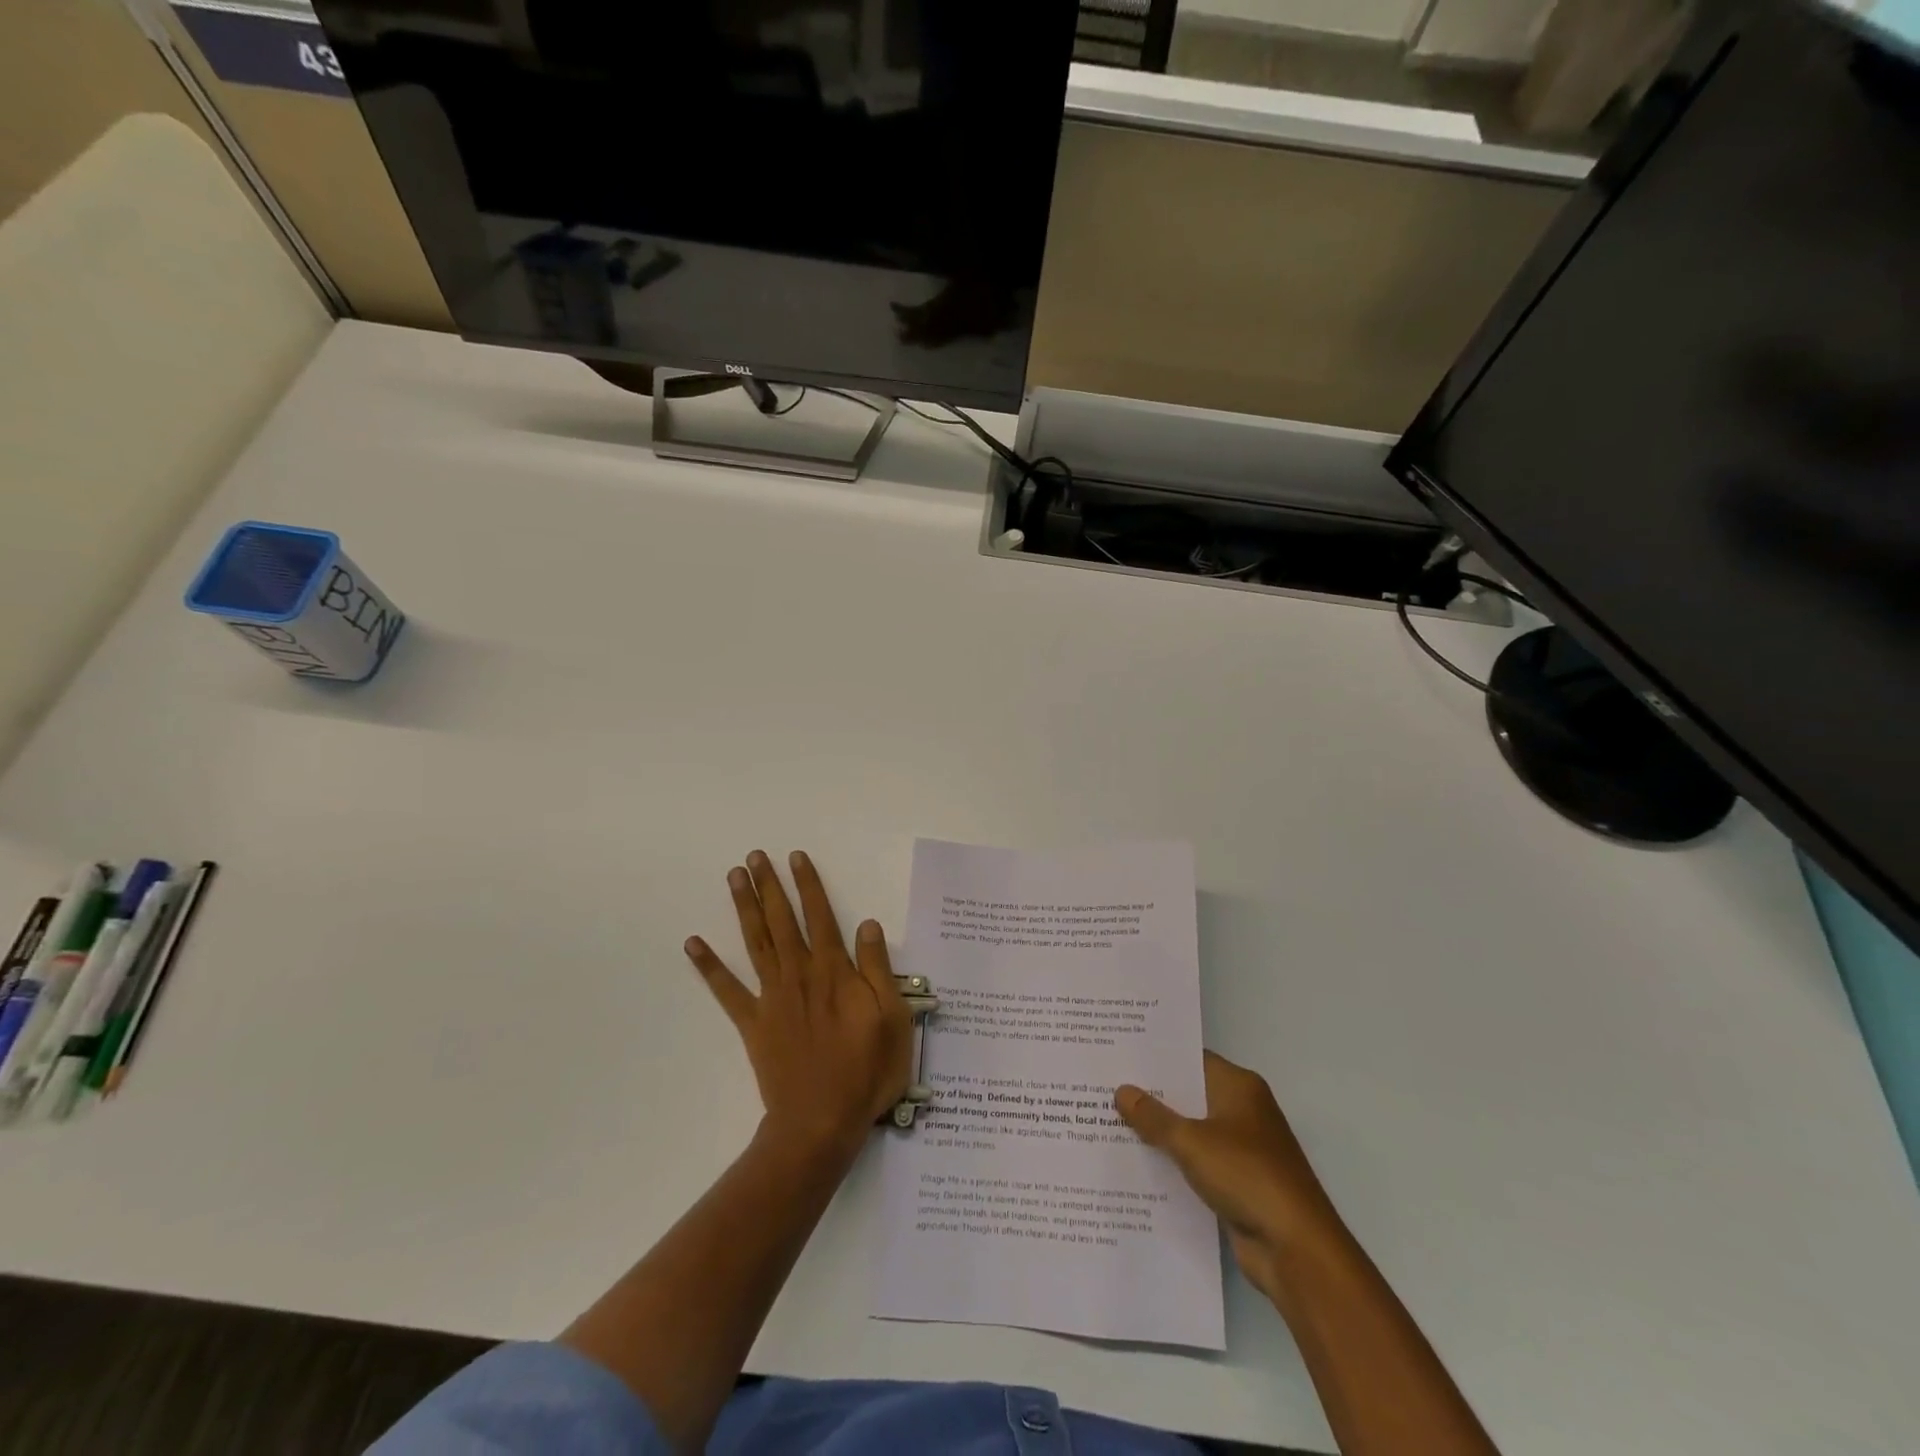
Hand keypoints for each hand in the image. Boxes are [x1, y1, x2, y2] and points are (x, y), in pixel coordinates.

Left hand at [686, 851, 912, 1161]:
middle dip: (769, 885)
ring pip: (755, 943)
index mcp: (833, 971)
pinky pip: (726, 990)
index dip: (809, 884)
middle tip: (755, 856)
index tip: (796, 858)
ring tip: (734, 878)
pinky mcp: (753, 1023)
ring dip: (744, 908)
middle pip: (782, 920)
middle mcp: (799, 974)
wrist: (821, 1123)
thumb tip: (867, 923)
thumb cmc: (866, 1071)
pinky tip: (693, 943)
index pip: (821, 916)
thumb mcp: (893, 1018)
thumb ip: (878, 968)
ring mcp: (771, 998)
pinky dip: (709, 966)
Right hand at [1116, 1053, 1342, 1297]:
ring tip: (1109, 1121)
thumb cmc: (1246, 1176)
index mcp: (1239, 1087)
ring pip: (1191, 1130)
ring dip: (1160, 1131)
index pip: (1191, 1059)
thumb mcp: (1191, 1141)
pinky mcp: (1238, 1183)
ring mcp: (1242, 1149)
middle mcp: (1242, 1110)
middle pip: (1189, 1094)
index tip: (1119, 1053)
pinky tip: (1136, 1163)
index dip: (1156, 1057)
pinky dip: (1173, 1163)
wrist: (1296, 1250)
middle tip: (1105, 1085)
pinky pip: (1197, 1163)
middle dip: (1152, 1094)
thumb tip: (1122, 1090)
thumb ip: (1154, 1117)